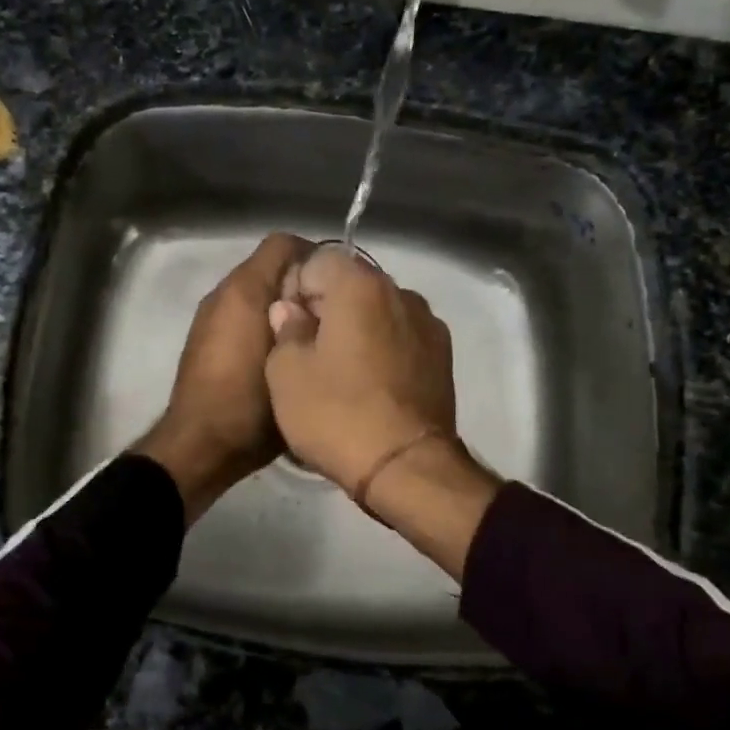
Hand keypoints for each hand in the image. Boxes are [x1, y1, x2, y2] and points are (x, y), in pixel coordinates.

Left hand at [132, 233, 310, 524]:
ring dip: (283, 305)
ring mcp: (211, 316)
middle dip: (302, 283)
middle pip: (271, 267)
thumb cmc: (251, 402)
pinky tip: (285, 353)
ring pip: (257, 293)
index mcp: (244, 289)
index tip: (341, 284)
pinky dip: (263, 322)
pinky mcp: (206, 339)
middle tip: (334, 312)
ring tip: (313, 334)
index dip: (315, 255)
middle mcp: (223, 293)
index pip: (284, 243)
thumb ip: (310, 322)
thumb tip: (327, 301)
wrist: (201, 444)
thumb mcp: (294, 361)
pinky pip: (242, 314)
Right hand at [265, 246, 497, 575]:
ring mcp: (428, 324)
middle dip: (327, 306)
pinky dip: (383, 347)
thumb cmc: (337, 413)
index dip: (296, 289)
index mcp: (360, 286)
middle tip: (307, 350)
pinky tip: (371, 384)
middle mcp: (401, 293)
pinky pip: (401, 336)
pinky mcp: (443, 356)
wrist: (406, 468)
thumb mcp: (286, 373)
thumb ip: (285, 329)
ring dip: (358, 327)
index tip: (287, 326)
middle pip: (352, 282)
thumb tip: (290, 310)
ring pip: (379, 310)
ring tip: (341, 370)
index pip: (318, 260)